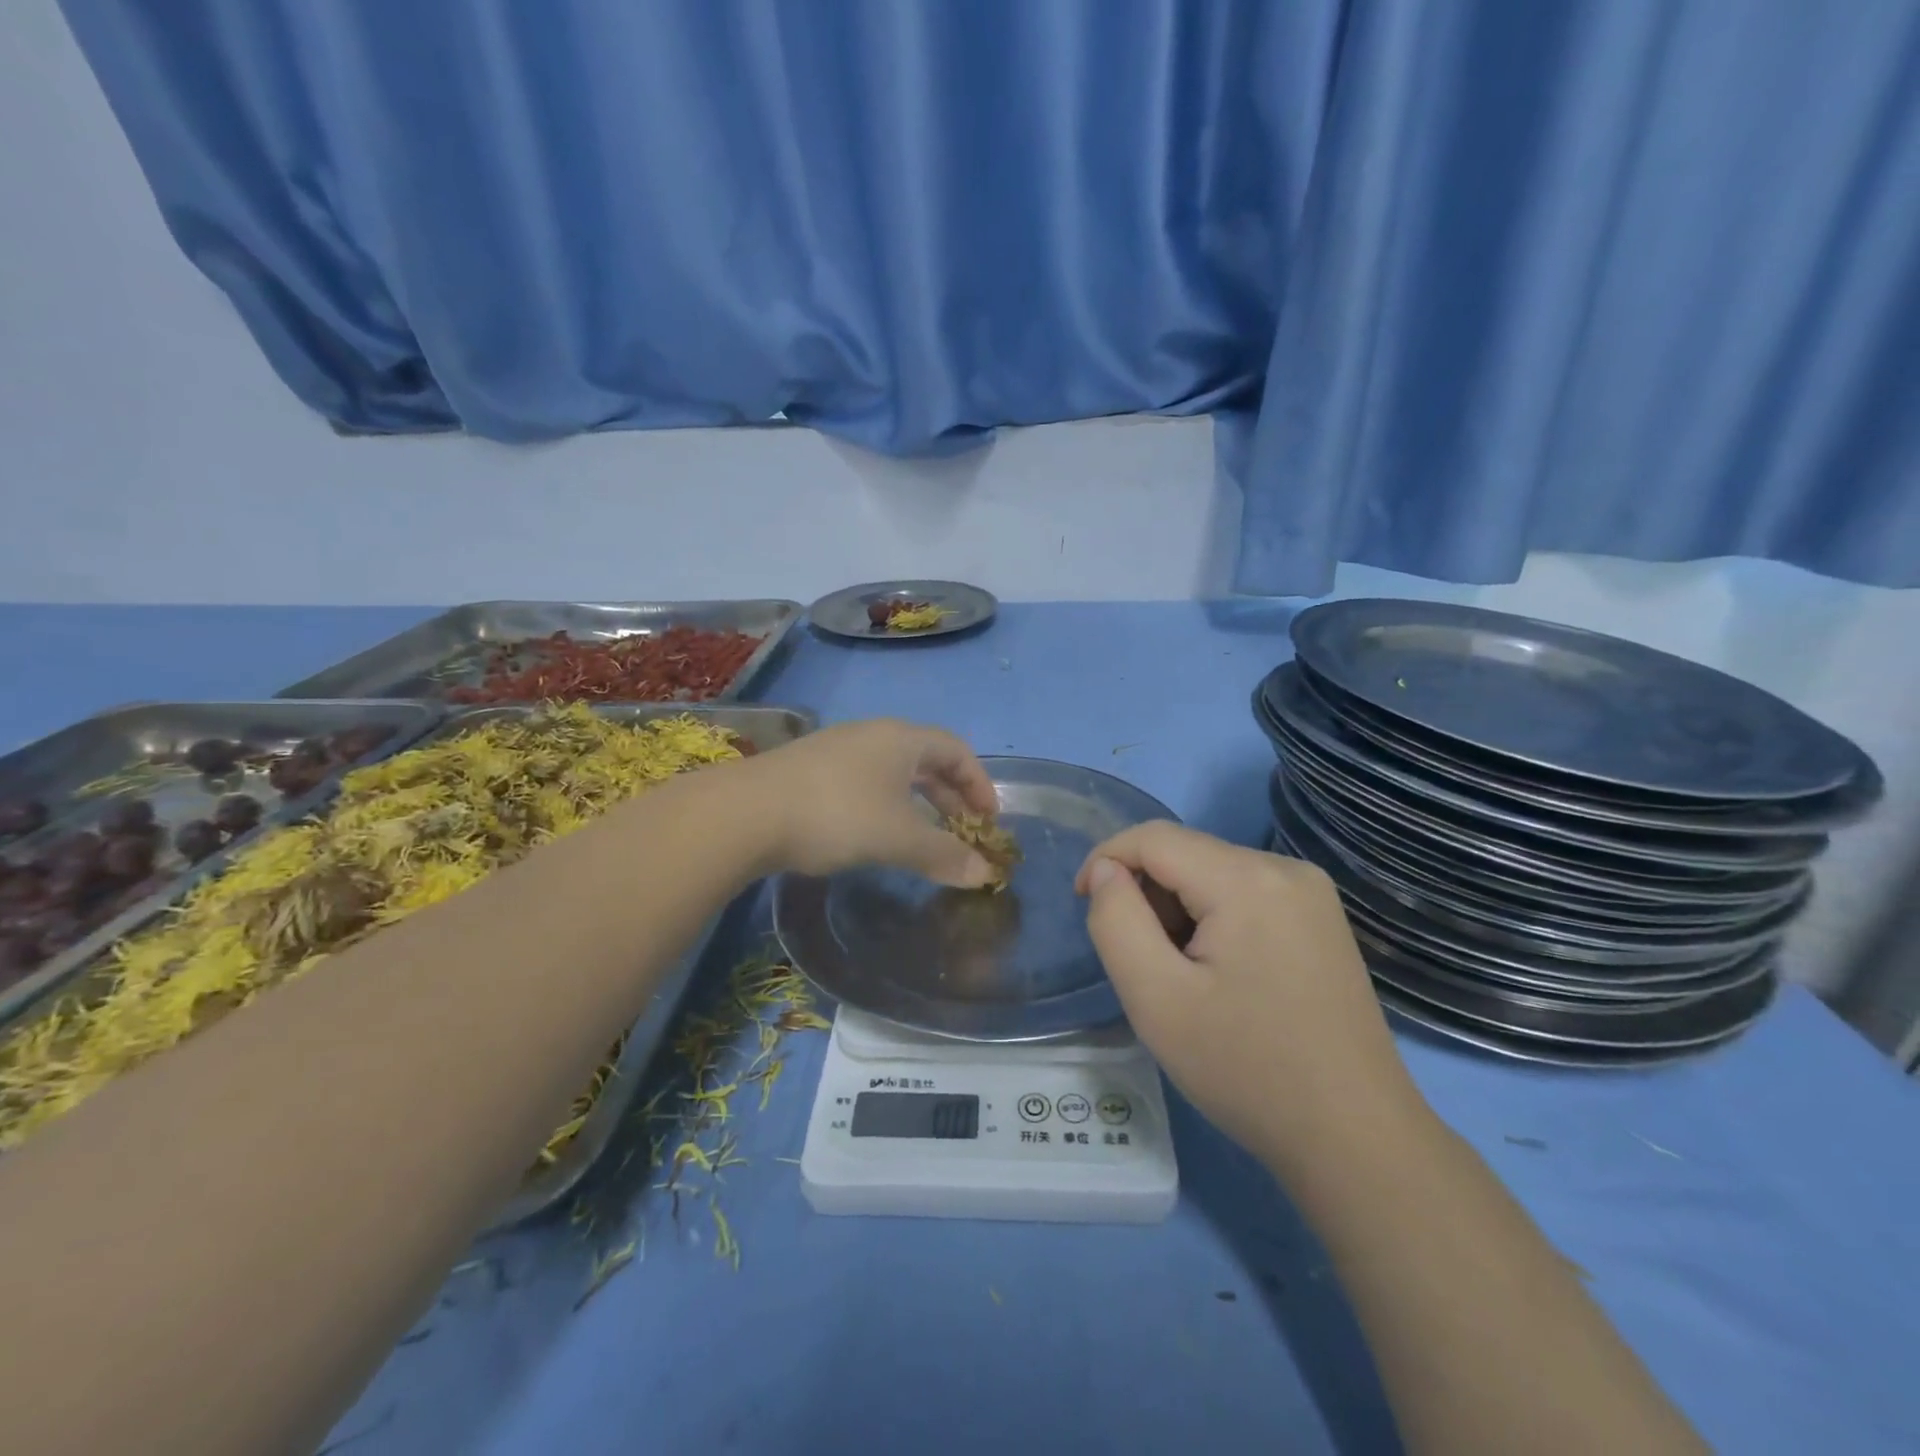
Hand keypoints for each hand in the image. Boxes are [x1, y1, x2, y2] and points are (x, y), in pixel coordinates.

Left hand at [749, 719, 1000, 885]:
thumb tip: (984, 874)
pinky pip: (865, 783)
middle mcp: (872, 735)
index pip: (957, 751)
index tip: (989, 820)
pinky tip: (875, 834)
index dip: (980, 784)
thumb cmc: (837, 815)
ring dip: (917, 804)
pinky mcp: (810, 771)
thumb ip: (944, 855)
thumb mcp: (898, 838)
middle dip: (950, 797)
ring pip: (893, 773)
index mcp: (902, 739)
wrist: (746, 812)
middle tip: (963, 832)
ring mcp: (837, 750)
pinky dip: (886, 806)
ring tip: (923, 837)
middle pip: (926, 760)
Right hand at [1075, 823, 1419, 1173]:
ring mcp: (1311, 892)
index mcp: (1247, 880)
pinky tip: (1218, 974)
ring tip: (1181, 976)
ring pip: (1212, 872)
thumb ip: (1116, 921)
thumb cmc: (1246, 1069)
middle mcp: (1285, 868)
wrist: (1354, 1139)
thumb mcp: (1156, 999)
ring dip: (1178, 909)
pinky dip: (1212, 918)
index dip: (1106, 860)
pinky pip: (1244, 893)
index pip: (1154, 838)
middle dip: (1146, 893)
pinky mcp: (1320, 918)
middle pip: (1186, 853)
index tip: (1085, 907)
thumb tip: (1106, 871)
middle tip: (1140, 962)